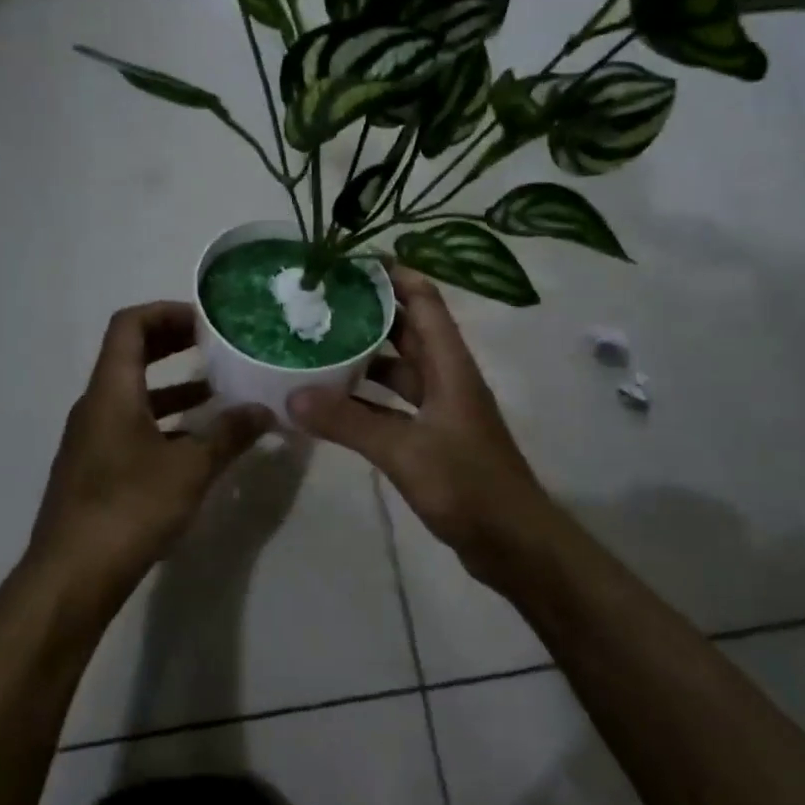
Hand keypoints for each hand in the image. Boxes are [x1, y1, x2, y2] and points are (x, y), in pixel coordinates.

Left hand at [26, 303, 273, 601]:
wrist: (72, 576)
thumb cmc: (129, 508)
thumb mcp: (190, 469)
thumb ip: (229, 435)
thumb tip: (264, 410)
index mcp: (111, 392)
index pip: (129, 326)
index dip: (166, 312)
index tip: (207, 321)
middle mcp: (95, 406)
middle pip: (131, 355)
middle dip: (174, 345)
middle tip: (217, 347)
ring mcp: (92, 440)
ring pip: (134, 395)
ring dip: (174, 387)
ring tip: (219, 393)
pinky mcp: (96, 470)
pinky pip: (132, 427)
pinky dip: (165, 422)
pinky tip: (197, 444)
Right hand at [288, 269, 564, 589]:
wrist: (512, 543)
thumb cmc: (467, 486)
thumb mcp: (404, 450)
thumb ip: (348, 422)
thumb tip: (292, 396)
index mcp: (451, 366)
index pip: (425, 302)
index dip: (395, 275)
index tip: (351, 261)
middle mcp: (447, 379)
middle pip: (408, 332)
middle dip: (370, 313)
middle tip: (320, 302)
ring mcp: (441, 411)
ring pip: (399, 371)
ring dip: (365, 358)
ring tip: (317, 346)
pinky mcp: (433, 440)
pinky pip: (394, 407)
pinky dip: (366, 401)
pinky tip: (332, 403)